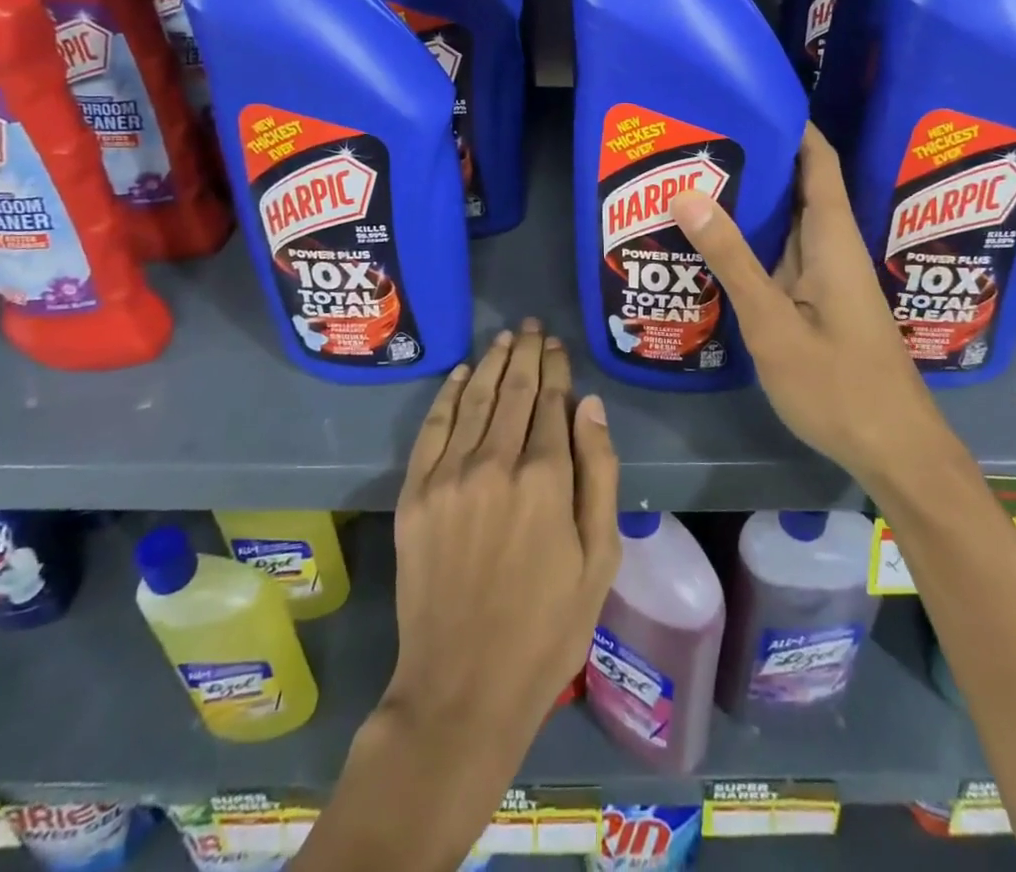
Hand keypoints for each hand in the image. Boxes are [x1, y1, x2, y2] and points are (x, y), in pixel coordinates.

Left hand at [385, 319, 621, 752]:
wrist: (462, 687)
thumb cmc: (547, 627)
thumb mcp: (600, 557)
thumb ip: (599, 473)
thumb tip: (590, 405)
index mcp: (546, 478)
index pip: (553, 402)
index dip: (557, 368)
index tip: (558, 345)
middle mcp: (495, 462)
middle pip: (514, 390)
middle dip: (527, 354)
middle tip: (532, 328)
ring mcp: (449, 476)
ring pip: (475, 399)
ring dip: (493, 364)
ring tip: (506, 340)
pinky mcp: (415, 494)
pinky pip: (433, 428)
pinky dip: (449, 395)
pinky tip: (462, 374)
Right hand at [670, 123, 946, 482]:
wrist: (894, 450)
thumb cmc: (838, 385)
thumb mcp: (773, 323)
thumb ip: (732, 259)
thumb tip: (688, 193)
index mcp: (833, 238)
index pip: (817, 160)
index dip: (789, 124)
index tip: (744, 100)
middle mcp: (833, 247)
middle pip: (798, 186)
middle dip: (754, 160)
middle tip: (697, 144)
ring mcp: (827, 277)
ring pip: (787, 224)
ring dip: (750, 204)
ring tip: (693, 184)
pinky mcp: (819, 303)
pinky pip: (783, 257)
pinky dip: (751, 244)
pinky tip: (713, 248)